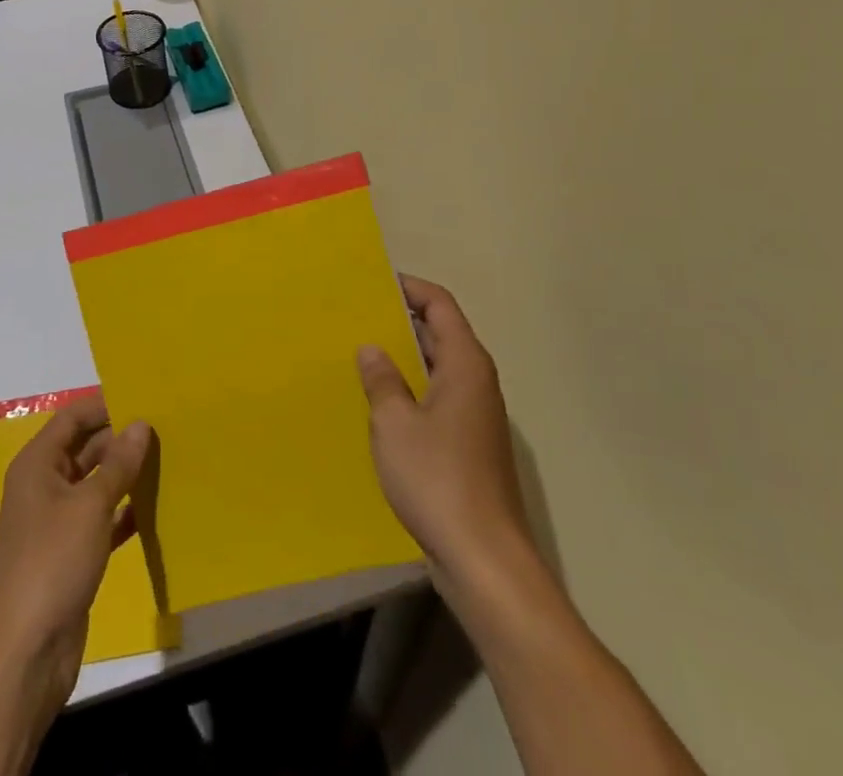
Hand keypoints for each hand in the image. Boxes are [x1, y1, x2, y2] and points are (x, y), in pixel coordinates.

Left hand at [0, 397, 150, 719]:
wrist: (26, 652)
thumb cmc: (53, 562)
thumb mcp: (90, 505)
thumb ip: (118, 463)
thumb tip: (140, 424)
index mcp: (37, 465)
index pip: (72, 418)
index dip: (104, 404)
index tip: (143, 396)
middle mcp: (43, 487)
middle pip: (84, 449)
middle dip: (119, 439)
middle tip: (164, 428)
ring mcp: (55, 523)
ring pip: (94, 485)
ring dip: (125, 475)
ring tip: (166, 460)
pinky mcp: (70, 555)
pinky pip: (100, 520)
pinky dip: (123, 512)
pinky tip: (154, 507)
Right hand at [357, 276, 533, 593]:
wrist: (485, 560)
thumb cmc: (438, 478)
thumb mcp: (394, 423)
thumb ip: (382, 379)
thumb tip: (372, 348)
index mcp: (466, 364)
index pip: (440, 305)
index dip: (410, 287)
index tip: (373, 282)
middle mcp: (477, 382)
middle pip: (441, 333)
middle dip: (402, 322)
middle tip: (357, 318)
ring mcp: (477, 416)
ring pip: (438, 369)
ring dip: (404, 360)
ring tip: (361, 356)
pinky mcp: (471, 446)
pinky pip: (438, 400)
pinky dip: (412, 392)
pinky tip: (380, 406)